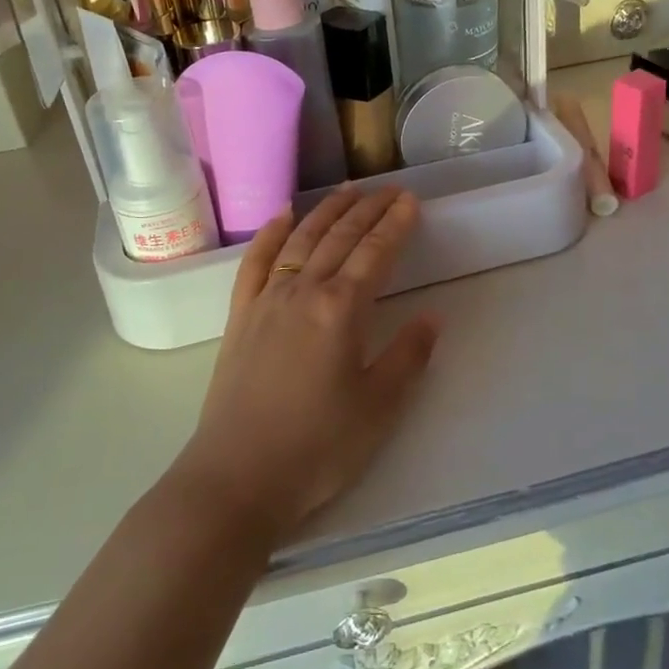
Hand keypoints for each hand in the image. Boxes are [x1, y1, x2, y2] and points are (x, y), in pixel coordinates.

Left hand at [171, 187, 438, 546]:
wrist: (236, 478)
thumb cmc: (317, 447)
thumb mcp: (379, 408)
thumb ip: (408, 356)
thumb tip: (432, 317)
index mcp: (341, 309)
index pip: (375, 252)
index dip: (396, 224)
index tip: (411, 201)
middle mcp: (303, 290)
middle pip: (340, 237)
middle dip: (368, 209)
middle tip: (389, 189)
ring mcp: (266, 299)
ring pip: (301, 238)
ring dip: (327, 211)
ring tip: (347, 190)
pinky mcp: (240, 316)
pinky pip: (256, 260)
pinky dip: (270, 232)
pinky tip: (282, 215)